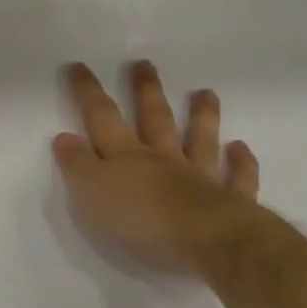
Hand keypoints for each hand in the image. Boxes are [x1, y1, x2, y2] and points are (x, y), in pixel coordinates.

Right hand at [53, 60, 263, 276]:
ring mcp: (201, 177)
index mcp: (126, 156)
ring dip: (202, 116)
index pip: (102, 117)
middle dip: (146, 91)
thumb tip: (64, 137)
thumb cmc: (142, 220)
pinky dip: (242, 163)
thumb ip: (78, 165)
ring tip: (206, 93)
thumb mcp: (92, 192)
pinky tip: (241, 148)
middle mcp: (163, 159)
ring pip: (200, 140)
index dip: (88, 92)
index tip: (79, 66)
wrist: (210, 243)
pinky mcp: (231, 202)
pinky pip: (238, 179)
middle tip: (145, 64)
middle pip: (154, 119)